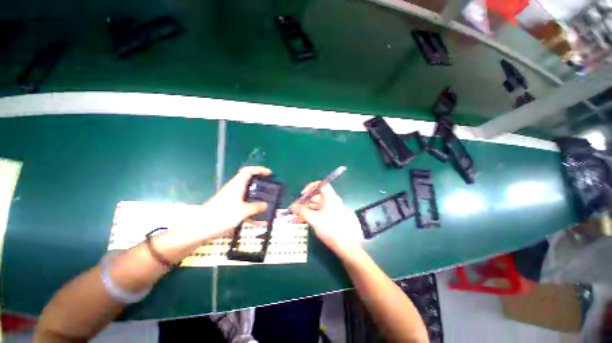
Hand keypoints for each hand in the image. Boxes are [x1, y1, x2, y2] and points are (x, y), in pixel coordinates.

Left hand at [199, 166, 271, 239]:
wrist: (199, 230)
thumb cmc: (222, 216)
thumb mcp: (243, 211)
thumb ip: (255, 207)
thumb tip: (265, 205)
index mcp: (236, 185)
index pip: (249, 171)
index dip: (260, 170)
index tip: (270, 174)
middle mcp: (233, 189)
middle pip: (248, 182)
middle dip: (260, 184)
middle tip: (270, 189)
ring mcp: (230, 199)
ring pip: (246, 195)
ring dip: (256, 199)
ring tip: (267, 204)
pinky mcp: (227, 209)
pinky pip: (243, 207)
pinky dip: (251, 212)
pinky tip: (258, 222)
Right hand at [290, 182, 362, 254]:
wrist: (348, 247)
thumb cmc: (331, 229)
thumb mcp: (314, 219)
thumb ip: (302, 211)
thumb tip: (291, 206)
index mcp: (330, 198)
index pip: (321, 185)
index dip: (310, 187)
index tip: (302, 195)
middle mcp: (333, 202)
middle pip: (317, 197)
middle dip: (305, 202)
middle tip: (296, 209)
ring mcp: (334, 211)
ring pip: (317, 207)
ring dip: (306, 210)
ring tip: (296, 217)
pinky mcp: (333, 219)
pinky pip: (321, 214)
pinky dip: (312, 216)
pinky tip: (303, 222)